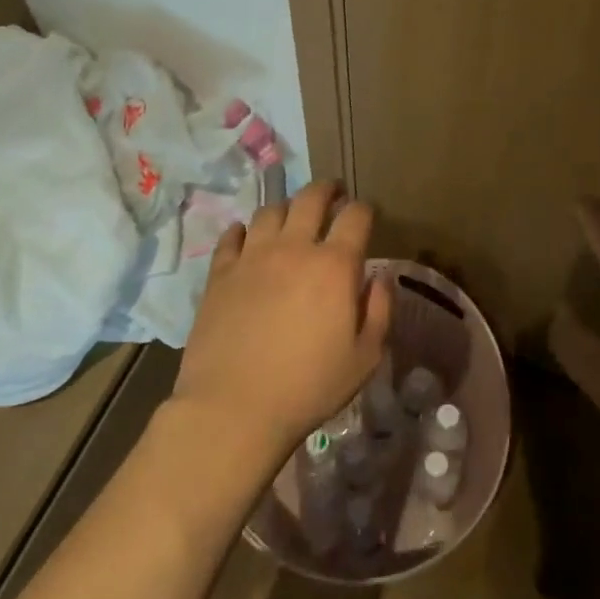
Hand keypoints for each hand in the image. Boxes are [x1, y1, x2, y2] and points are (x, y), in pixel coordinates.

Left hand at [173, 180, 390, 460]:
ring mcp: (252, 257)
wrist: (234, 408)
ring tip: (290, 216)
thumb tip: (379, 278)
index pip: (356, 216)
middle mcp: (293, 248)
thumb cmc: (309, 387)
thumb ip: (378, 310)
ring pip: (270, 211)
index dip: (365, 209)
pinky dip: (243, 230)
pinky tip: (246, 236)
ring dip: (286, 207)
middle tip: (332, 193)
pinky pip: (231, 236)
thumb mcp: (364, 357)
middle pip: (310, 198)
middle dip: (326, 190)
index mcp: (334, 265)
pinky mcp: (220, 273)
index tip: (367, 215)